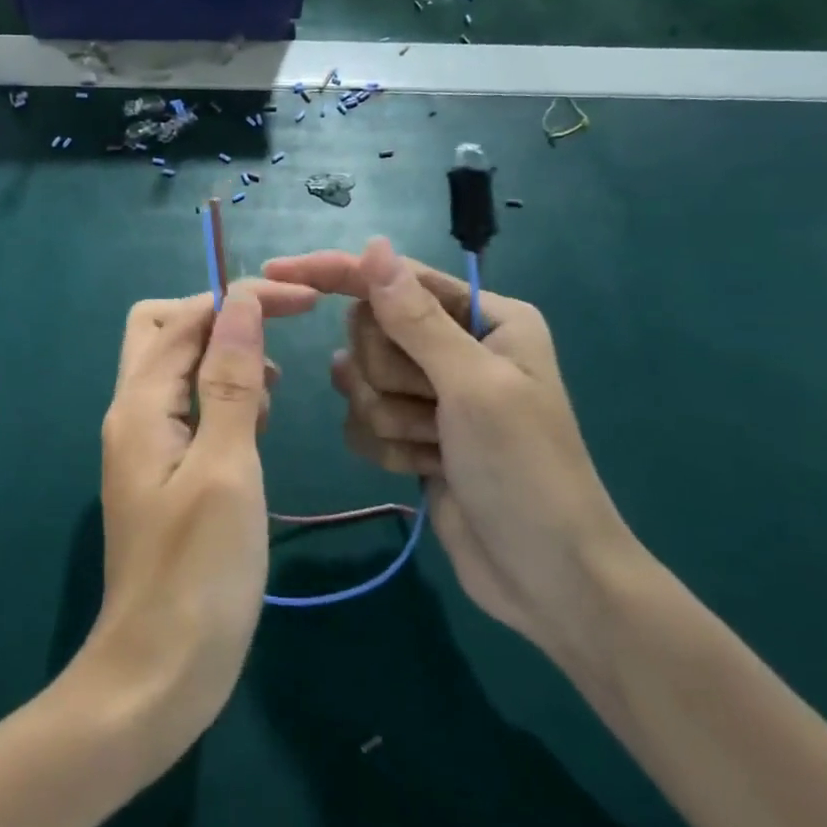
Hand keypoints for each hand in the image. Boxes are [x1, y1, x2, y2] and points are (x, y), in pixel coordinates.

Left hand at [74, 278, 317, 771]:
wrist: (157, 675)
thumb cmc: (199, 573)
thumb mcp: (227, 467)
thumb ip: (231, 380)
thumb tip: (240, 302)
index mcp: (140, 404)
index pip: (188, 318)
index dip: (243, 298)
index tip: (304, 302)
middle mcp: (132, 412)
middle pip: (164, 330)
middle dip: (220, 321)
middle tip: (273, 346)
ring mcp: (142, 443)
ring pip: (176, 367)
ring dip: (222, 360)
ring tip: (266, 401)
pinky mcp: (160, 472)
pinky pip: (186, 408)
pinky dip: (221, 400)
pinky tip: (253, 432)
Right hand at [263, 239, 636, 660]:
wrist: (547, 579)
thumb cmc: (526, 470)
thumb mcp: (473, 386)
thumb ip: (416, 317)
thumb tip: (373, 247)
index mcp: (483, 317)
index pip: (392, 278)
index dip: (337, 273)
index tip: (279, 271)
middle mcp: (454, 345)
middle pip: (370, 331)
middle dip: (389, 376)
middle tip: (435, 410)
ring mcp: (430, 392)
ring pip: (359, 379)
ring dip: (391, 418)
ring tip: (437, 447)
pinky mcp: (410, 433)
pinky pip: (361, 420)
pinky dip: (388, 447)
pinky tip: (427, 469)